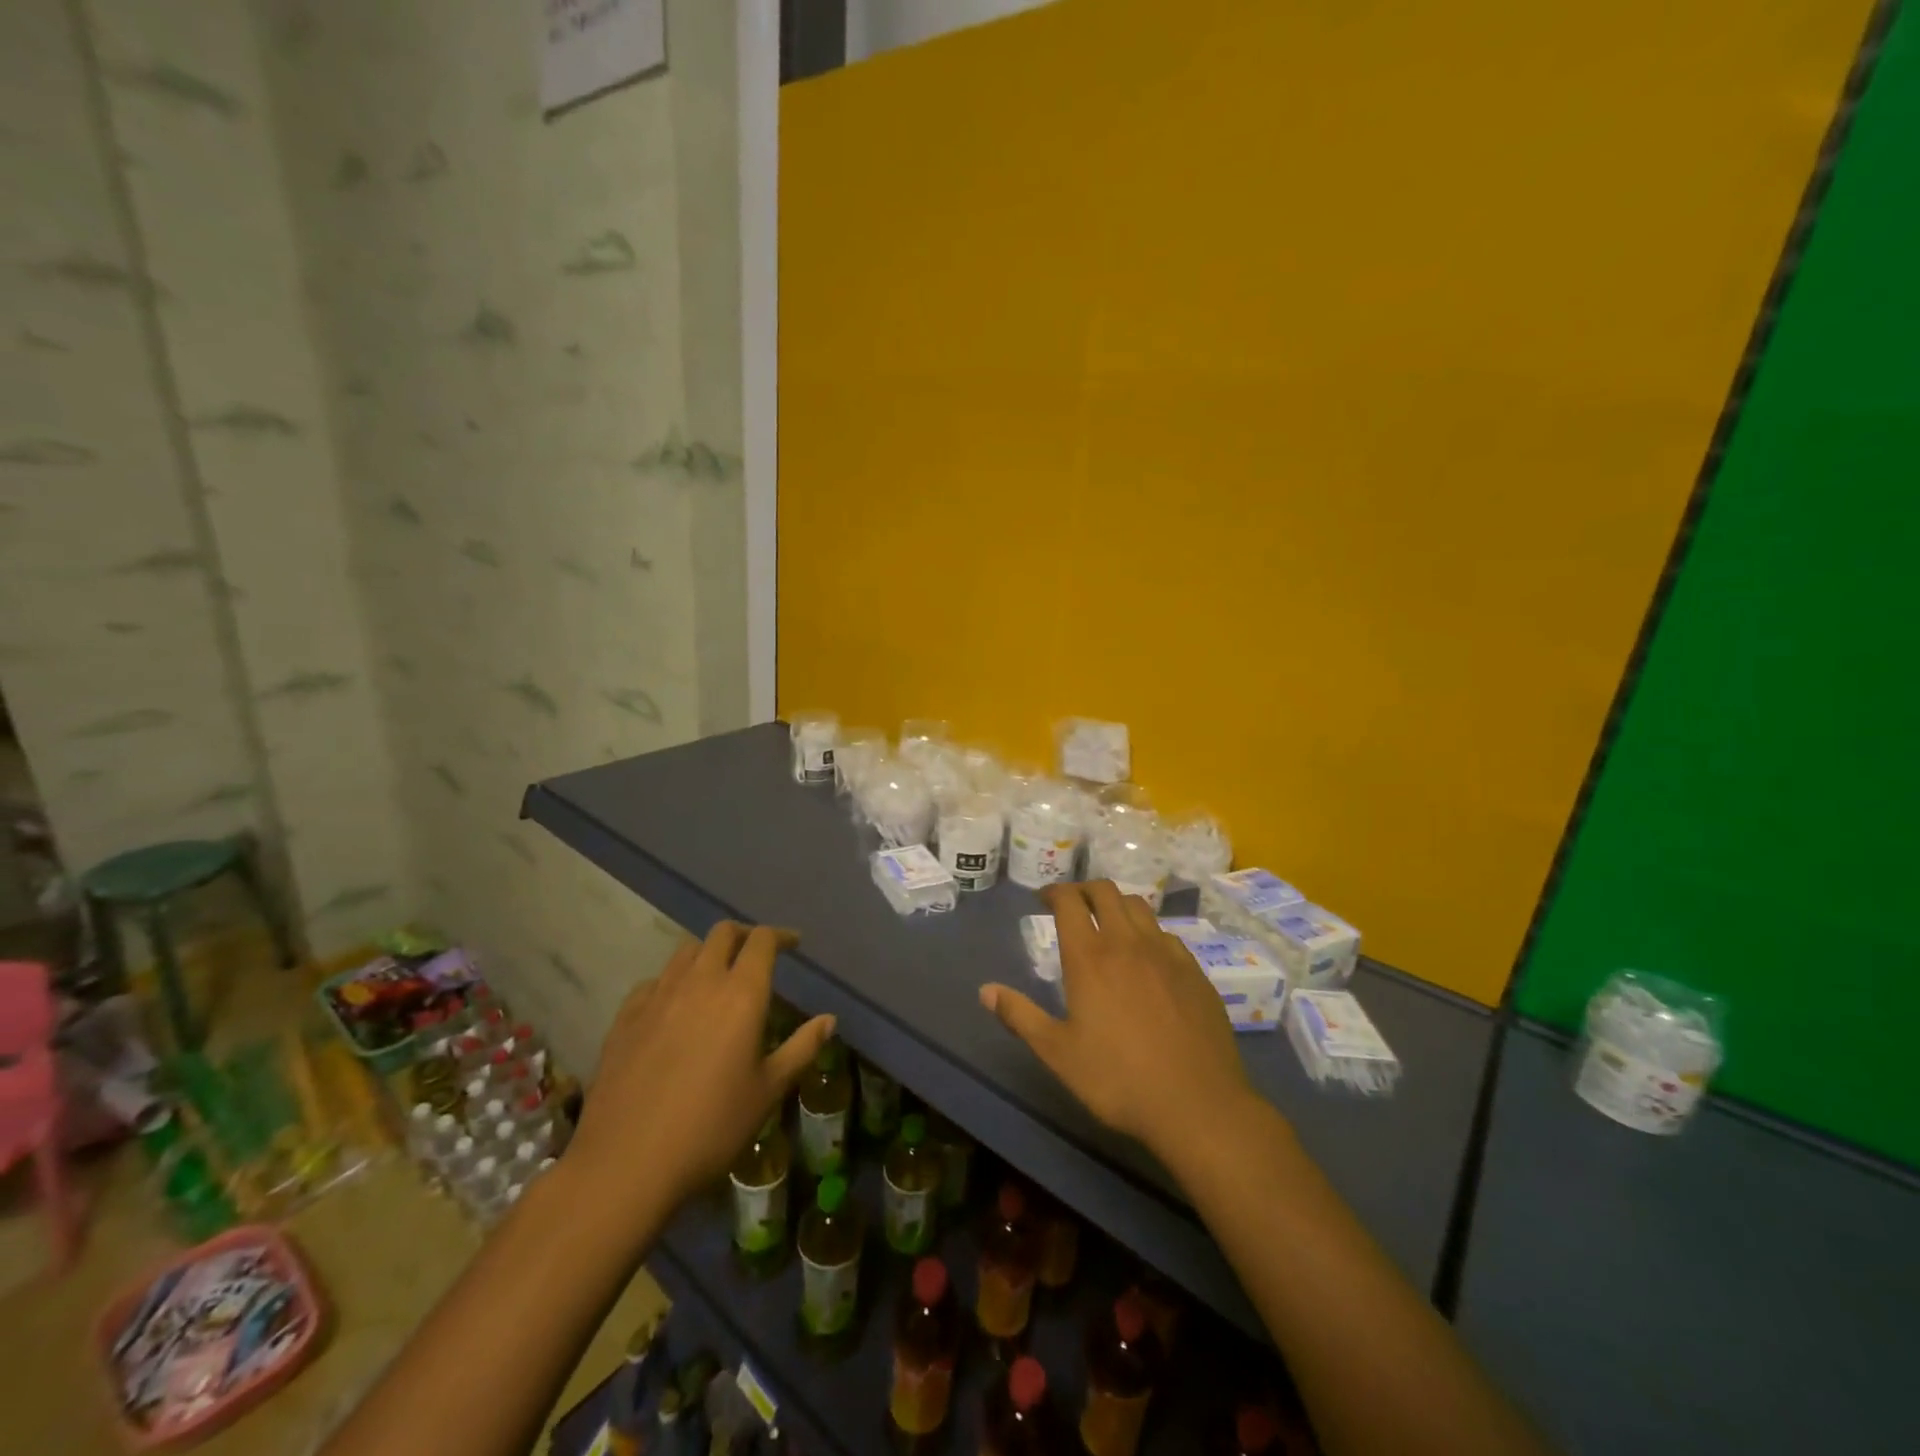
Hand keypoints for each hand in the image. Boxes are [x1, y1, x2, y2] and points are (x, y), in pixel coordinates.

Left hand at [566, 922, 834, 1221]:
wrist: (626, 1164)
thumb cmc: (711, 1127)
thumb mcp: (767, 1091)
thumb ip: (801, 1048)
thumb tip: (829, 1019)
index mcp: (741, 994)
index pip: (762, 940)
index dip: (781, 936)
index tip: (794, 944)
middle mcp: (700, 982)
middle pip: (722, 933)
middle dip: (744, 935)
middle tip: (756, 954)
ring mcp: (657, 997)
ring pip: (685, 951)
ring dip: (707, 953)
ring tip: (716, 977)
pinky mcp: (625, 1017)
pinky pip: (654, 981)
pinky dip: (672, 981)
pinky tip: (673, 1007)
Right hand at [980, 881, 1257, 1158]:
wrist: (1198, 1104)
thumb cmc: (1118, 1079)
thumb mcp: (1058, 1053)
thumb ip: (1020, 1016)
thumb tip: (985, 990)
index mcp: (1090, 957)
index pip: (1069, 901)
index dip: (1054, 892)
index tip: (1043, 900)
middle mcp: (1128, 942)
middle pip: (1105, 892)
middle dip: (1084, 890)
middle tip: (1073, 905)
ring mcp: (1166, 953)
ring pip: (1139, 907)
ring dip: (1117, 905)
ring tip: (1108, 925)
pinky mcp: (1194, 971)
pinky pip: (1166, 935)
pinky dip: (1148, 933)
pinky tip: (1147, 959)